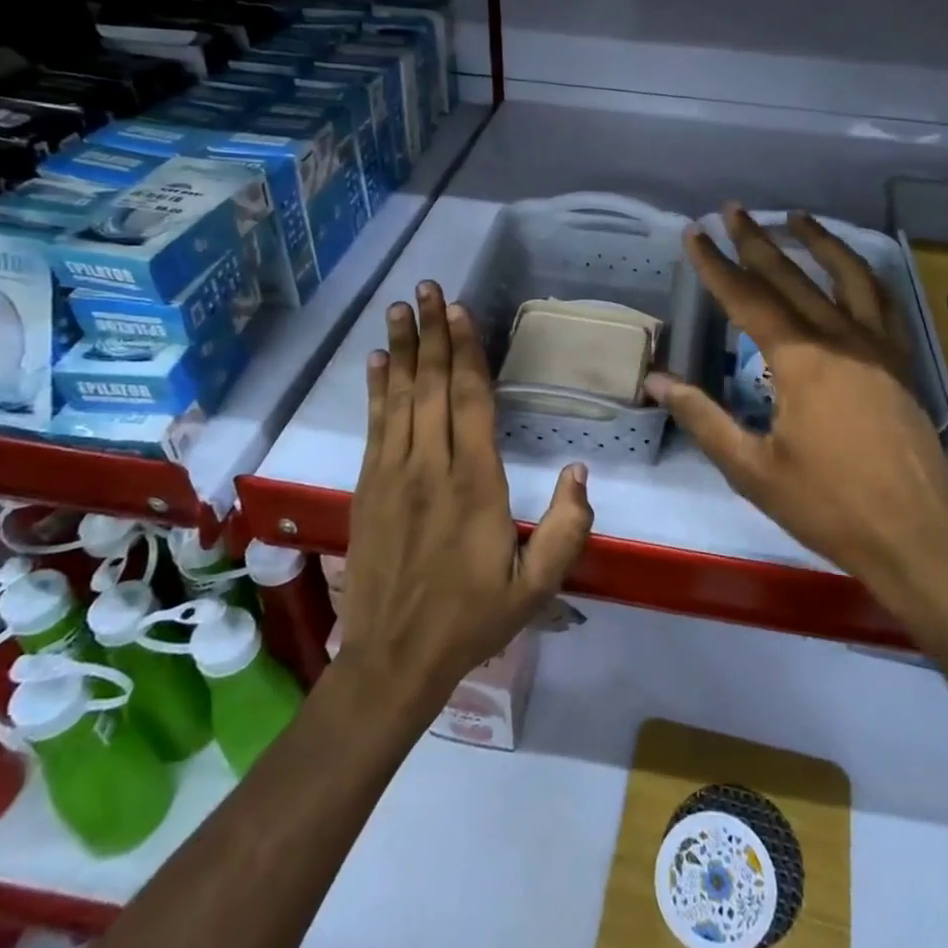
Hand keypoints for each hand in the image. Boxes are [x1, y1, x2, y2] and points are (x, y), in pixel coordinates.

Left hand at [340, 282, 593, 712]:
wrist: (393, 660)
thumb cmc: (472, 618)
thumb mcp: (536, 587)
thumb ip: (566, 528)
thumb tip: (580, 470)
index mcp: (475, 485)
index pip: (471, 403)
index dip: (465, 353)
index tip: (460, 312)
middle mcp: (431, 468)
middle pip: (431, 387)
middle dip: (431, 333)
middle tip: (428, 288)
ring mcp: (393, 475)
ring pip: (399, 398)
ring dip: (400, 349)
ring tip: (400, 307)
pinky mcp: (368, 487)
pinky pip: (374, 426)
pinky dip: (375, 389)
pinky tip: (375, 361)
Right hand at [644, 207, 947, 627]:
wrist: (916, 537)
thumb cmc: (829, 507)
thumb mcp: (753, 469)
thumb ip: (703, 418)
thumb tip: (657, 380)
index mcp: (801, 360)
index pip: (747, 299)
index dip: (716, 265)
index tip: (695, 233)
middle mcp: (841, 339)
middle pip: (792, 277)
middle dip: (757, 240)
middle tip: (732, 209)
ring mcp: (879, 348)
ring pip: (848, 276)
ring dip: (819, 242)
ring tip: (797, 218)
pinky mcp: (901, 363)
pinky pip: (883, 303)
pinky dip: (863, 276)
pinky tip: (852, 271)